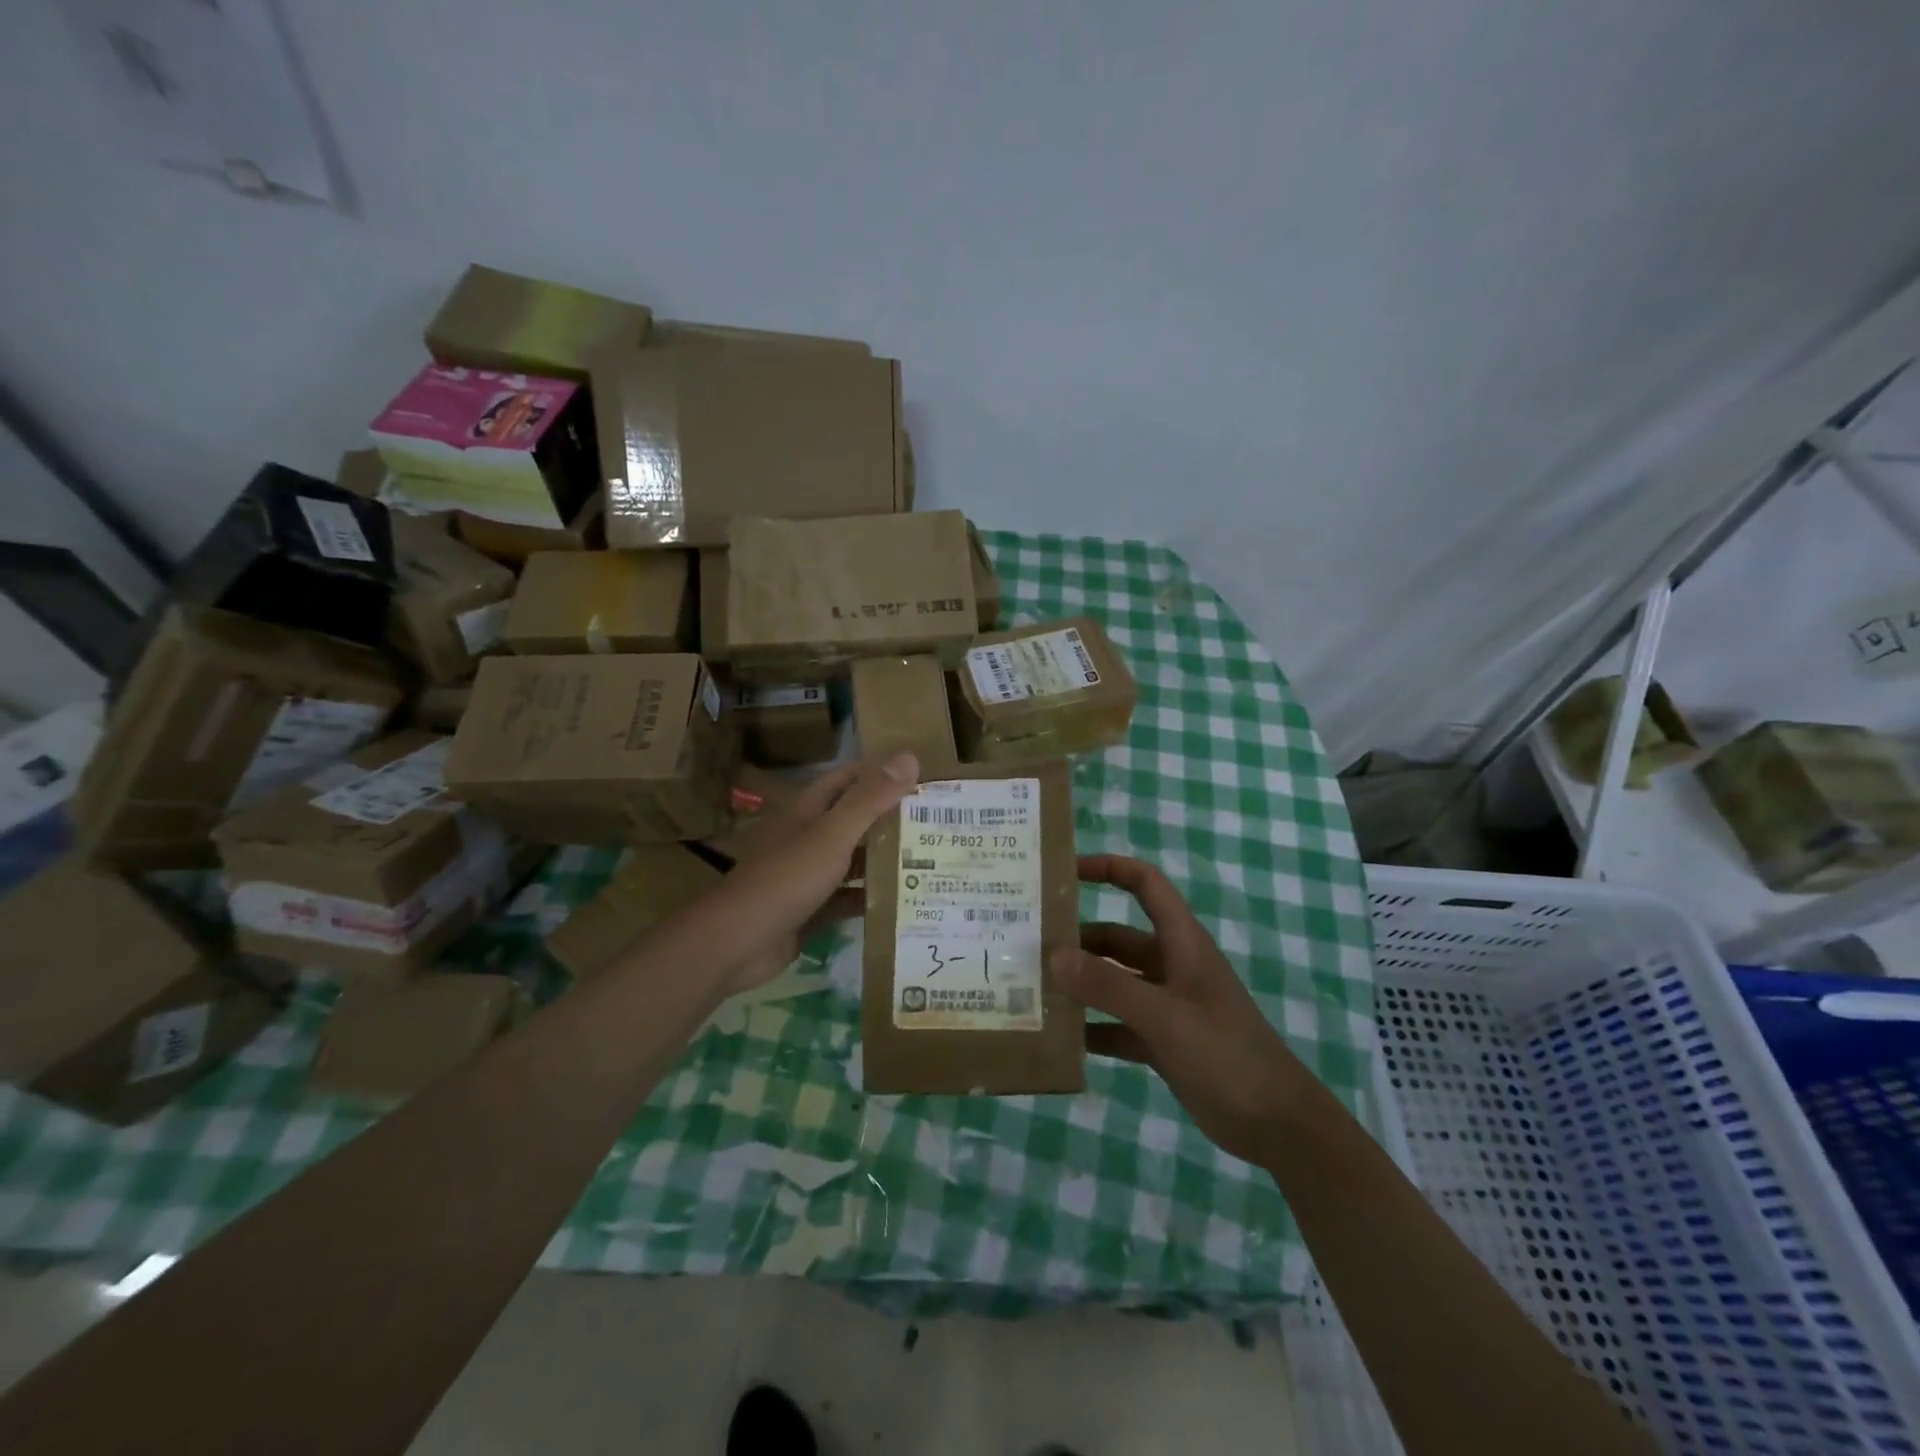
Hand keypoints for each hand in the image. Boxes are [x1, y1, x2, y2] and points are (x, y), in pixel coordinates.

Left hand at [703, 751, 918, 994]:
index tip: (924, 777)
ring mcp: (809, 874)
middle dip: (892, 819)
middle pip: (856, 820)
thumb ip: (870, 799)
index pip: (851, 779)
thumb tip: (910, 757)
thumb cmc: (787, 878)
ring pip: (854, 860)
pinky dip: (872, 898)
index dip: (883, 773)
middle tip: (939, 823)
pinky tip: (904, 902)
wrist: (737, 941)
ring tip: (932, 860)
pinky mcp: (812, 909)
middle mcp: (810, 837)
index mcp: (810, 810)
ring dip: (885, 859)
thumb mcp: (833, 835)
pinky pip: (848, 898)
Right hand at [1053, 855, 1309, 1167]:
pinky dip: (1093, 1028)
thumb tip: (1053, 955)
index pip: (1145, 884)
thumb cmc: (1225, 1054)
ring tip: (1034, 988)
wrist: (1278, 1125)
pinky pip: (1118, 1025)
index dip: (1108, 868)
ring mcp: (1167, 1005)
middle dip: (1078, 938)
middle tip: (1029, 944)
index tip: (1064, 872)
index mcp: (1181, 942)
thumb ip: (1107, 986)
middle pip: (1117, 938)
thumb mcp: (1163, 1015)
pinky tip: (1060, 1037)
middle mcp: (1171, 966)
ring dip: (1081, 984)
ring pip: (1114, 982)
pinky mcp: (1164, 1042)